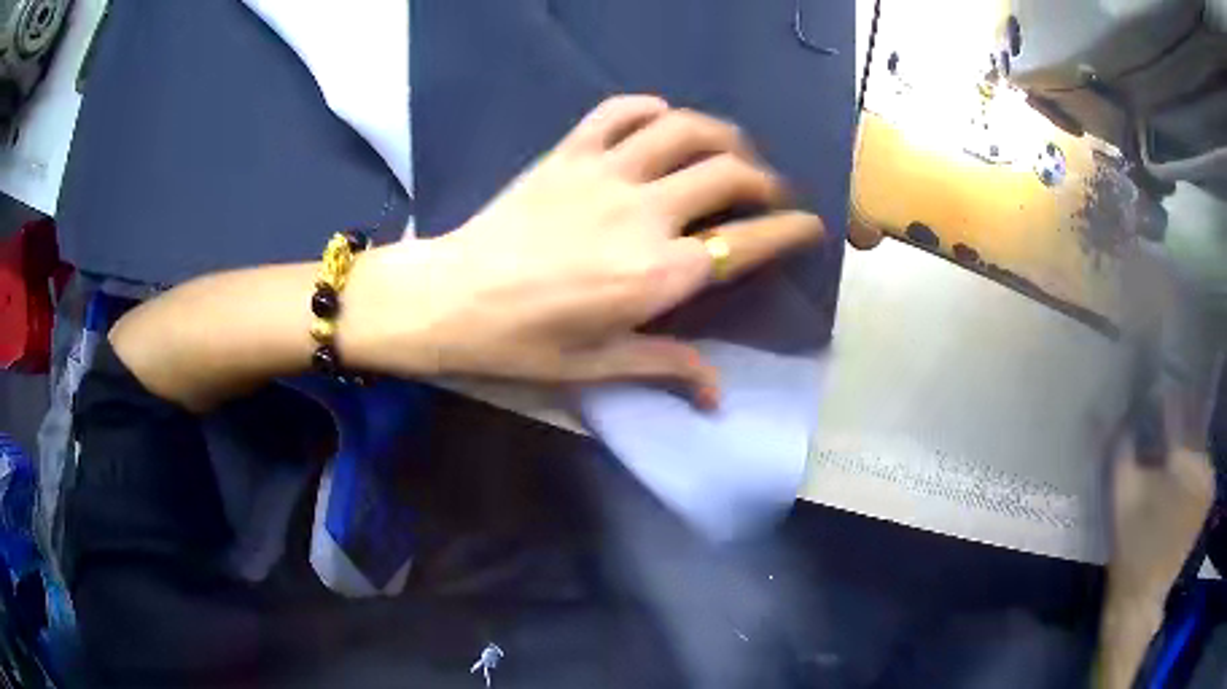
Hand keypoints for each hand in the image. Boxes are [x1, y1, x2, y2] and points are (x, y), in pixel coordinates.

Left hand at [343, 96, 825, 405]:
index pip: (748, 242)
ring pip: (685, 130)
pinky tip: (661, 119)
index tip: (810, 226)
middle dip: (764, 180)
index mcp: (659, 274)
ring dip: (721, 134)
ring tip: (731, 148)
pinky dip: (650, 108)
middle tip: (767, 192)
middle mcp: (645, 214)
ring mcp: (606, 174)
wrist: (449, 298)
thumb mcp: (598, 367)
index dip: (790, 231)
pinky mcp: (569, 152)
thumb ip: (667, 368)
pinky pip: (620, 111)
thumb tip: (718, 396)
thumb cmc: (522, 342)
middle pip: (730, 175)